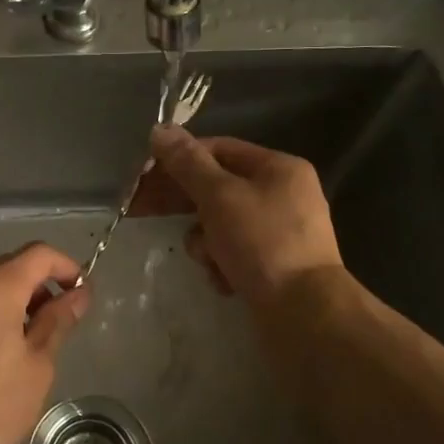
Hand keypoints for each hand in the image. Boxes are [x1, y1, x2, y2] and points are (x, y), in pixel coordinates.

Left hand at [0, 243, 89, 443]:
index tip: (80, 296)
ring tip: (21, 347)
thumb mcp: (36, 367)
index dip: (66, 267)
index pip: (38, 254)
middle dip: (37, 288)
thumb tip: (77, 294)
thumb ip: (57, 321)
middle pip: (7, 268)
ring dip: (8, 305)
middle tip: (55, 325)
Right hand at [142, 126, 343, 305]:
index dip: (180, 158)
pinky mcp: (273, 265)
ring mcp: (279, 232)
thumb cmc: (261, 243)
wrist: (304, 313)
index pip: (219, 149)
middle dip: (183, 203)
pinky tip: (225, 280)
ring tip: (209, 259)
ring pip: (221, 224)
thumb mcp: (219, 196)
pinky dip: (223, 264)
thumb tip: (160, 130)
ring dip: (205, 242)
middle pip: (217, 188)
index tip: (145, 174)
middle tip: (140, 209)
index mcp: (278, 168)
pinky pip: (234, 253)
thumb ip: (187, 163)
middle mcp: (283, 195)